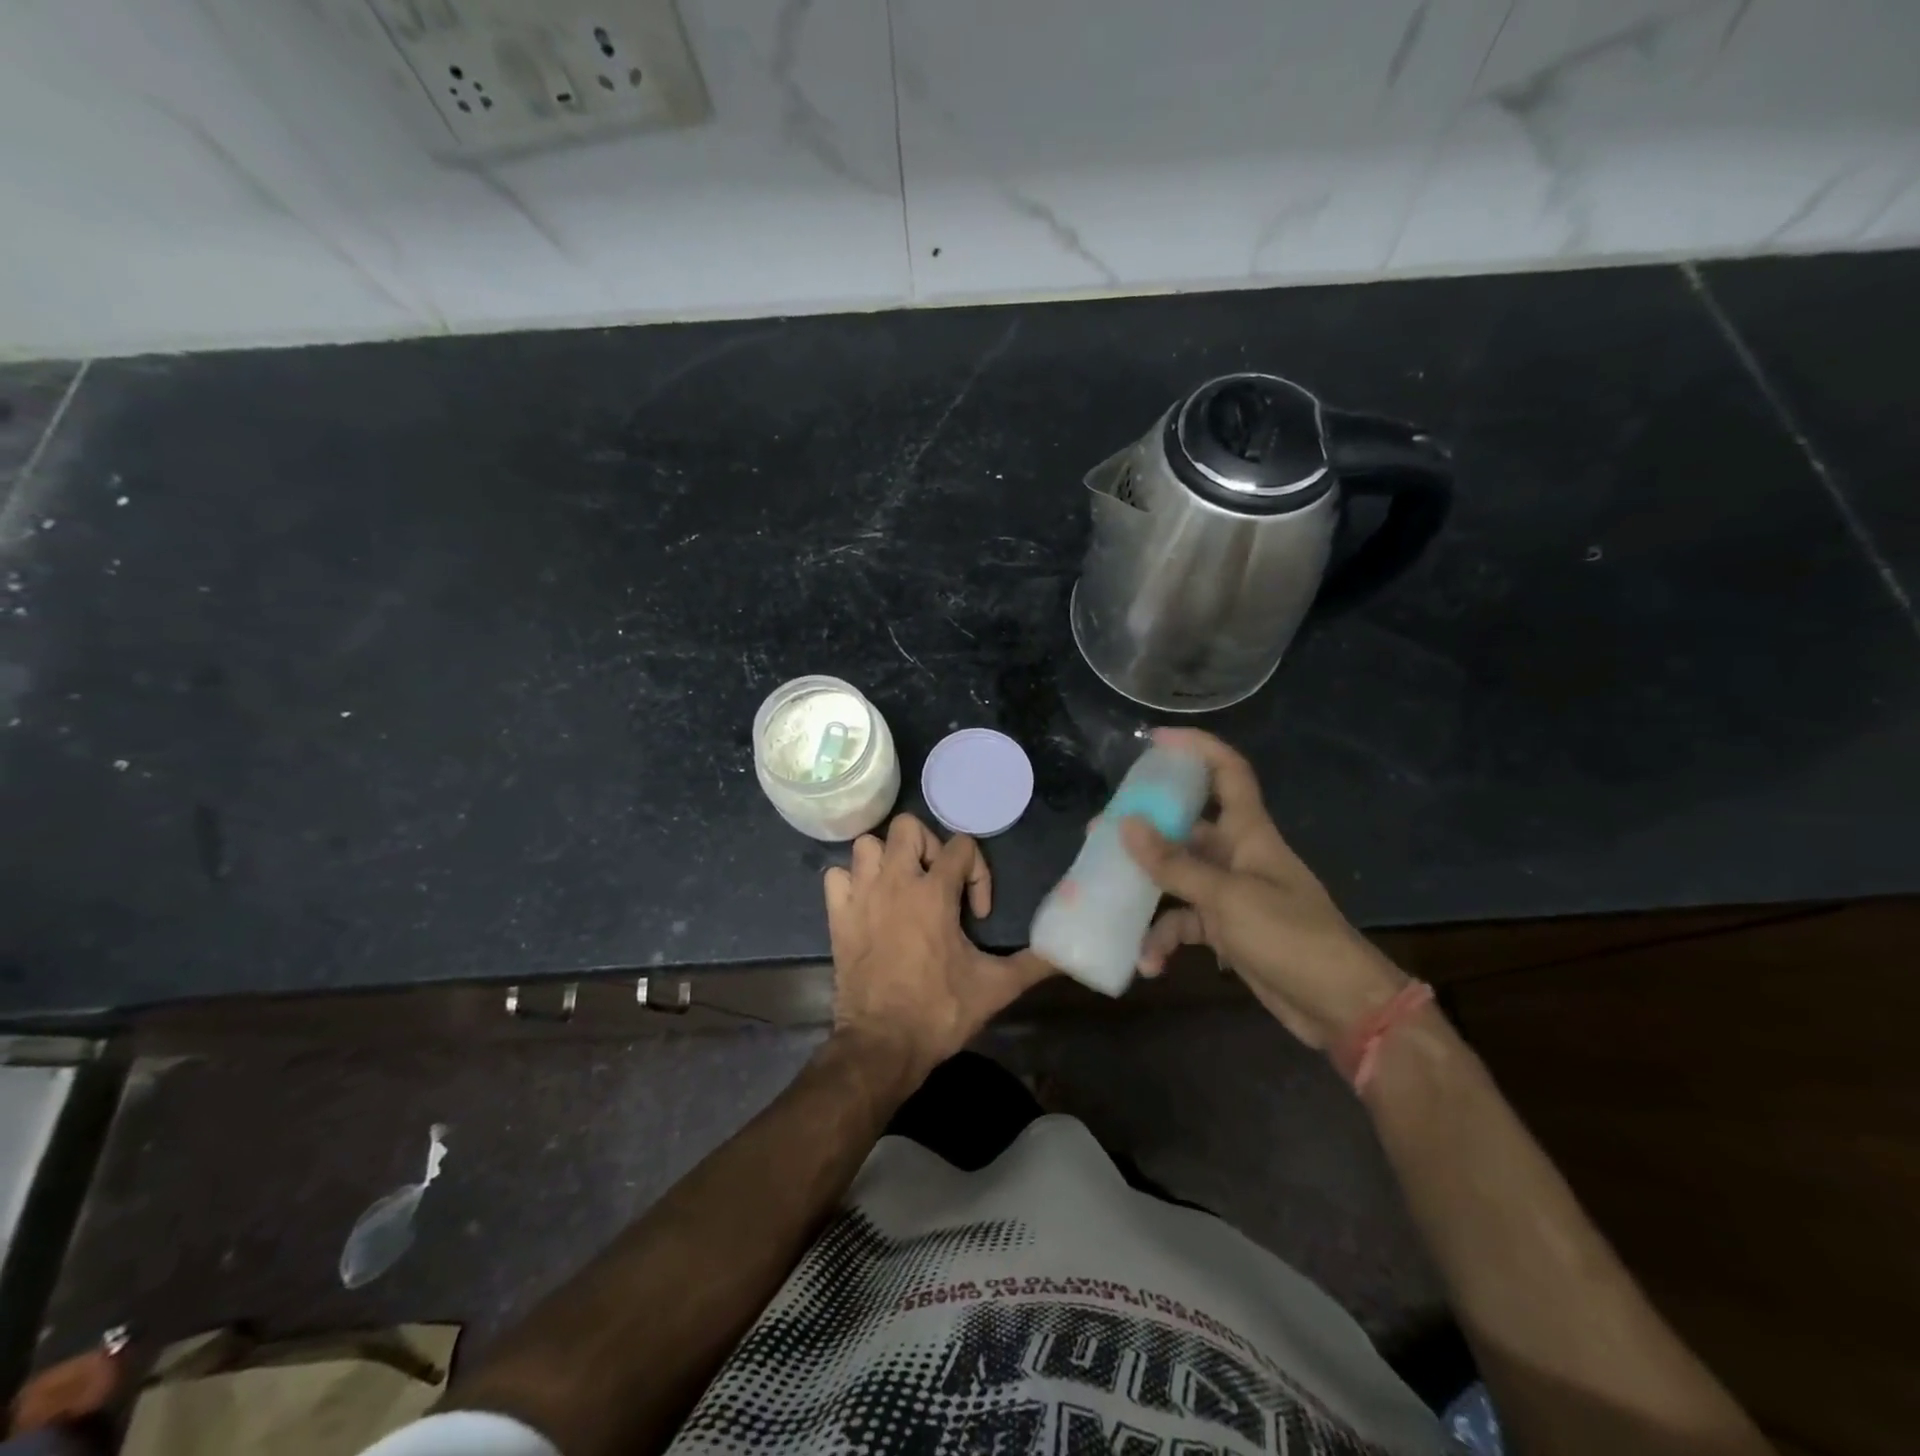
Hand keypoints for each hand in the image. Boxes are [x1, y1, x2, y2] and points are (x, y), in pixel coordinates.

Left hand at [824, 814, 1052, 1087]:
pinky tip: (869, 903)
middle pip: (907, 826)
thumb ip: (1034, 964)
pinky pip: (837, 877)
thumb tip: (1070, 953)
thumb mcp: (995, 987)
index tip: (976, 913)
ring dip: (887, 859)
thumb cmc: (939, 1011)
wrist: (882, 1045)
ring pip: (867, 845)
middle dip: (928, 847)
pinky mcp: (837, 916)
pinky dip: (852, 882)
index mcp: (933, 892)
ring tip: (903, 887)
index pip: (961, 846)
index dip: (977, 872)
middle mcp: (894, 882)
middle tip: (938, 882)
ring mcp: (861, 896)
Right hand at [1118, 728, 1406, 1049]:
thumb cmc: (1290, 936)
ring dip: (1147, 893)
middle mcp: (1237, 855)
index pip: (1227, 772)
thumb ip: (1175, 864)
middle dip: (1145, 830)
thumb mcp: (1227, 897)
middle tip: (1100, 832)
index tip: (1155, 741)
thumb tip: (1126, 825)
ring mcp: (1231, 894)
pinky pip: (1185, 923)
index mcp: (1249, 832)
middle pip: (1186, 827)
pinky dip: (1165, 940)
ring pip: (1177, 878)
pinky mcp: (1226, 930)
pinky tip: (1150, 963)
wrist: (1340, 1005)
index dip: (1196, 748)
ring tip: (1109, 900)